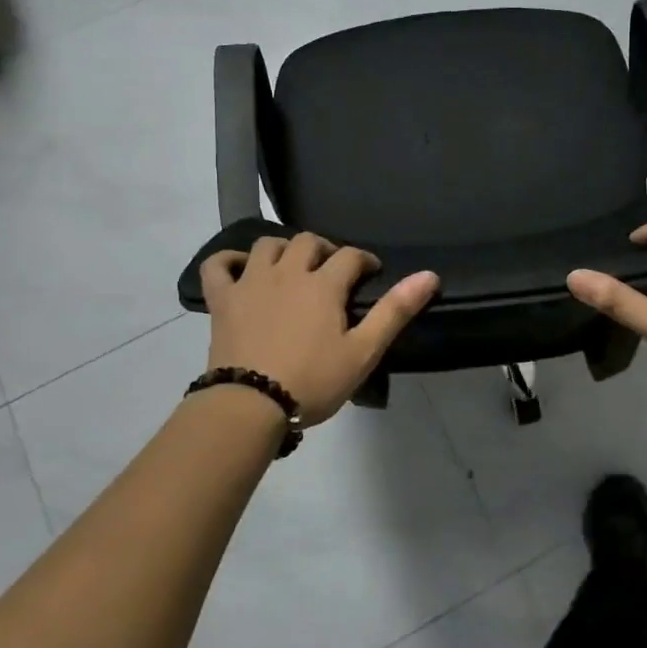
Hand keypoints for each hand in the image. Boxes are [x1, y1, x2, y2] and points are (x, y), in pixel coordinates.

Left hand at [200, 234, 439, 426]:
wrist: (249, 405)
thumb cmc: (312, 381)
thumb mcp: (363, 351)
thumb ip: (394, 311)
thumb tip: (429, 275)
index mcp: (323, 284)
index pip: (350, 256)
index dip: (364, 260)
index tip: (371, 274)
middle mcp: (286, 272)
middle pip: (308, 242)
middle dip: (325, 250)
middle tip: (333, 272)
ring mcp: (250, 283)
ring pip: (266, 245)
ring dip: (283, 249)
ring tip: (292, 268)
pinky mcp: (222, 300)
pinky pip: (217, 265)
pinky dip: (227, 260)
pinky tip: (240, 268)